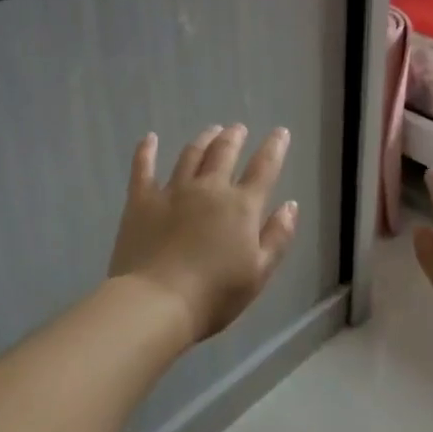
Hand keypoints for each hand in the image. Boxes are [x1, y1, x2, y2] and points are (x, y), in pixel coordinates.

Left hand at [107, 124, 299, 342]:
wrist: (157, 303)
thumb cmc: (215, 294)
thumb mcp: (259, 272)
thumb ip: (277, 236)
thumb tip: (290, 205)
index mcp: (241, 206)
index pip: (264, 168)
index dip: (274, 147)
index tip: (280, 132)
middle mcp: (209, 189)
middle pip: (224, 153)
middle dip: (234, 137)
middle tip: (238, 129)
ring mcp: (173, 191)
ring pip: (190, 155)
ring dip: (203, 139)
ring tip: (210, 131)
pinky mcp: (141, 200)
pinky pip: (143, 168)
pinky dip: (147, 150)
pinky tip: (150, 138)